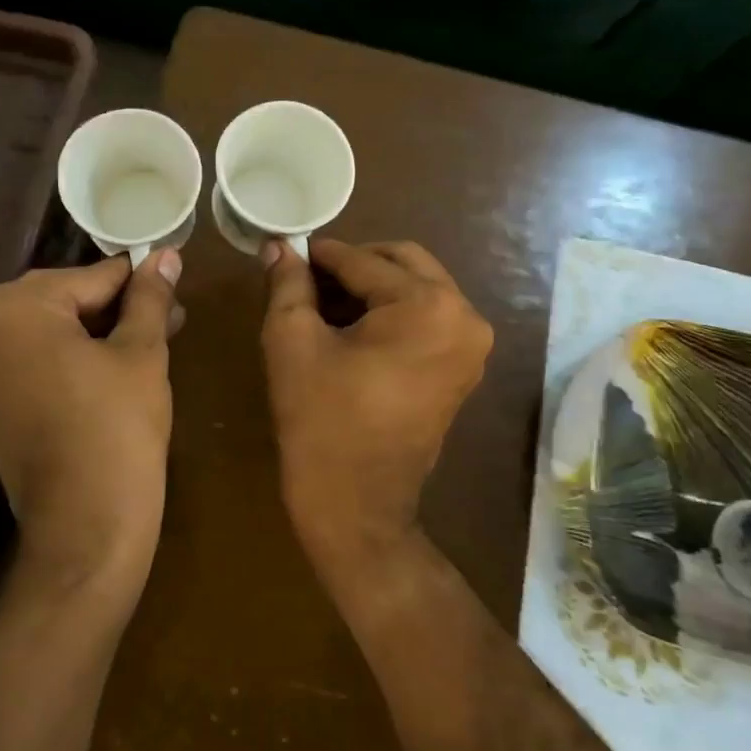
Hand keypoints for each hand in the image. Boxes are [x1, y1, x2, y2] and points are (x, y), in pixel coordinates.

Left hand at [0, 251, 181, 586]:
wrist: (84, 524)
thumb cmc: (117, 427)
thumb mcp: (141, 353)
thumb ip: (149, 297)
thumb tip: (166, 255)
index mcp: (12, 308)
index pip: (87, 277)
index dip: (135, 281)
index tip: (169, 281)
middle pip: (61, 301)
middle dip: (115, 307)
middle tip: (168, 318)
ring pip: (46, 332)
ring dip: (95, 332)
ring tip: (149, 341)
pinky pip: (30, 362)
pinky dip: (68, 358)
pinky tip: (111, 366)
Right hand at [260, 239, 492, 578]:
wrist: (355, 505)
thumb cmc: (320, 420)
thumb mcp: (292, 342)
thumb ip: (287, 283)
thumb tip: (279, 245)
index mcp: (428, 305)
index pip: (364, 261)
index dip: (320, 255)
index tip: (288, 253)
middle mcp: (465, 316)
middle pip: (402, 263)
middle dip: (352, 266)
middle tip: (307, 281)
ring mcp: (471, 345)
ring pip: (416, 288)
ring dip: (371, 288)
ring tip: (323, 307)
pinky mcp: (463, 368)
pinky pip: (426, 318)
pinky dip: (391, 313)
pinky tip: (350, 330)